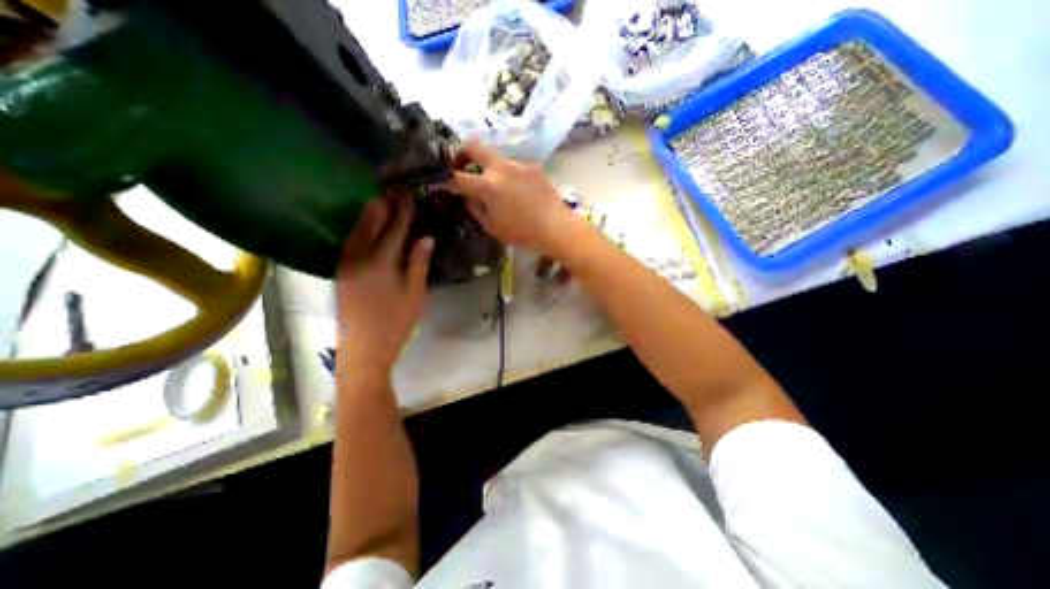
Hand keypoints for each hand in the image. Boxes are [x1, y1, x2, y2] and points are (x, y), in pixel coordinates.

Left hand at [338, 196, 432, 372]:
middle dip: (381, 206)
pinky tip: (365, 227)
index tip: (408, 196)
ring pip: (355, 232)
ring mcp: (346, 264)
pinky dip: (359, 230)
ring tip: (378, 202)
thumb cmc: (396, 322)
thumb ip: (419, 263)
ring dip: (367, 215)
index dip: (403, 212)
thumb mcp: (415, 294)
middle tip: (391, 191)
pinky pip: (350, 243)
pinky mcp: (340, 272)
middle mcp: (359, 258)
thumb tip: (426, 237)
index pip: (394, 230)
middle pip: (369, 224)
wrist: (364, 347)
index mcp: (381, 263)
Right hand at [441, 139, 577, 257]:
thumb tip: (469, 196)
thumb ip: (475, 208)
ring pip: (495, 157)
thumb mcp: (492, 227)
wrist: (557, 227)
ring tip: (499, 189)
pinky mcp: (533, 166)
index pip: (455, 177)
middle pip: (472, 145)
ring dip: (489, 168)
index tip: (439, 180)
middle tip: (462, 167)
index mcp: (487, 186)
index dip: (443, 178)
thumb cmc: (522, 233)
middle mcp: (500, 168)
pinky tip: (519, 192)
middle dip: (461, 152)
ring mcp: (518, 164)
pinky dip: (509, 176)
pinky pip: (514, 166)